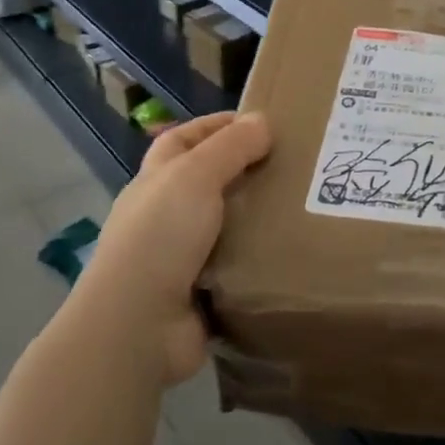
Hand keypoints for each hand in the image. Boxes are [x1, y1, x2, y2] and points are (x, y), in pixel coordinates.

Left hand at [71, 112, 270, 386]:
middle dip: (246, 172)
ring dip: (257, 219)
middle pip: (208, 182)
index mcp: (156, 181)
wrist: (138, 324)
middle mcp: (164, 215)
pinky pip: (237, 268)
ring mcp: (181, 257)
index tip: (261, 123)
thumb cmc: (162, 236)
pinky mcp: (200, 294)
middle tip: (296, 167)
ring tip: (305, 207)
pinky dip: (260, 261)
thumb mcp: (195, 176)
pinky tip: (293, 253)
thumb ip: (229, 147)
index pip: (184, 140)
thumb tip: (261, 120)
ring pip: (226, 227)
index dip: (217, 126)